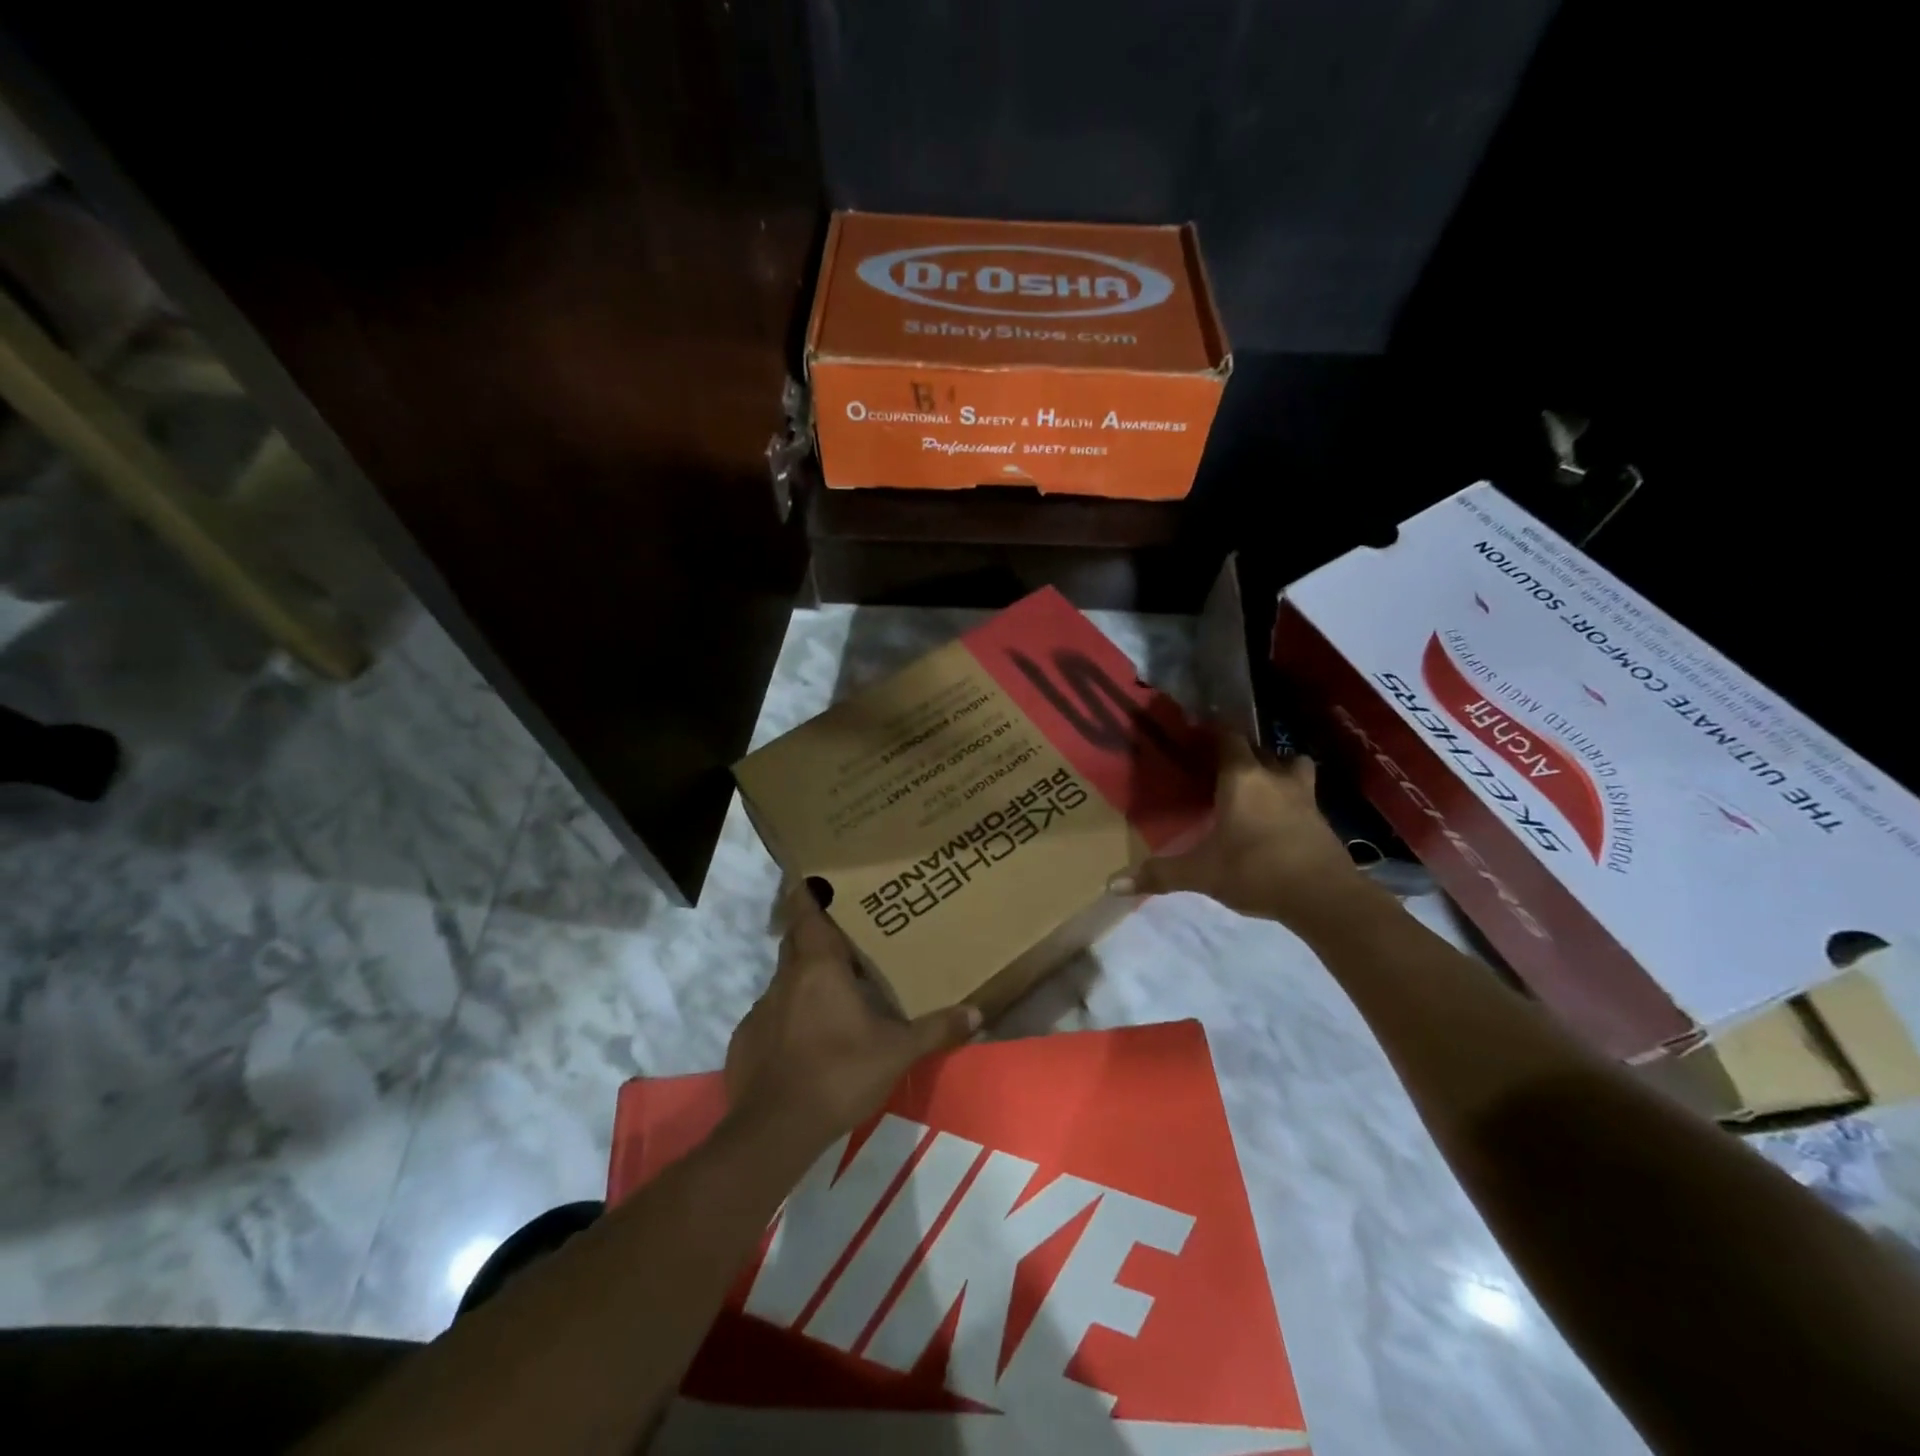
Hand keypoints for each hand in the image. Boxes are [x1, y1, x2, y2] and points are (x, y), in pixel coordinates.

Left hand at [725, 888, 979, 1152]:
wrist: (776, 1129)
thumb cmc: (840, 1073)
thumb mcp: (897, 1052)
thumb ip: (936, 1029)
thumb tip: (977, 1013)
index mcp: (819, 968)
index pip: (807, 914)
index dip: (809, 894)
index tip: (815, 879)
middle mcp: (786, 979)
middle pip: (795, 941)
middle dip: (813, 933)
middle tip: (842, 936)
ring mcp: (761, 1009)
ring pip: (784, 979)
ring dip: (804, 977)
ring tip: (831, 991)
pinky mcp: (747, 1039)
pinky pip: (771, 1014)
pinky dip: (788, 1015)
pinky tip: (806, 1038)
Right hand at [1110, 729, 1372, 928]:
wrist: (1324, 897)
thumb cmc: (1255, 871)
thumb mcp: (1201, 874)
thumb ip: (1159, 874)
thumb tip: (1111, 884)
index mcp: (1241, 778)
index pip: (1228, 737)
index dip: (1213, 731)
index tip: (1197, 734)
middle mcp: (1274, 777)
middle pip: (1259, 749)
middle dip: (1241, 752)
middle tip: (1219, 765)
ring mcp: (1303, 796)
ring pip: (1291, 766)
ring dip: (1276, 768)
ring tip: (1259, 784)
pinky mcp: (1321, 819)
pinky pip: (1303, 794)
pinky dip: (1290, 797)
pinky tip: (1278, 817)